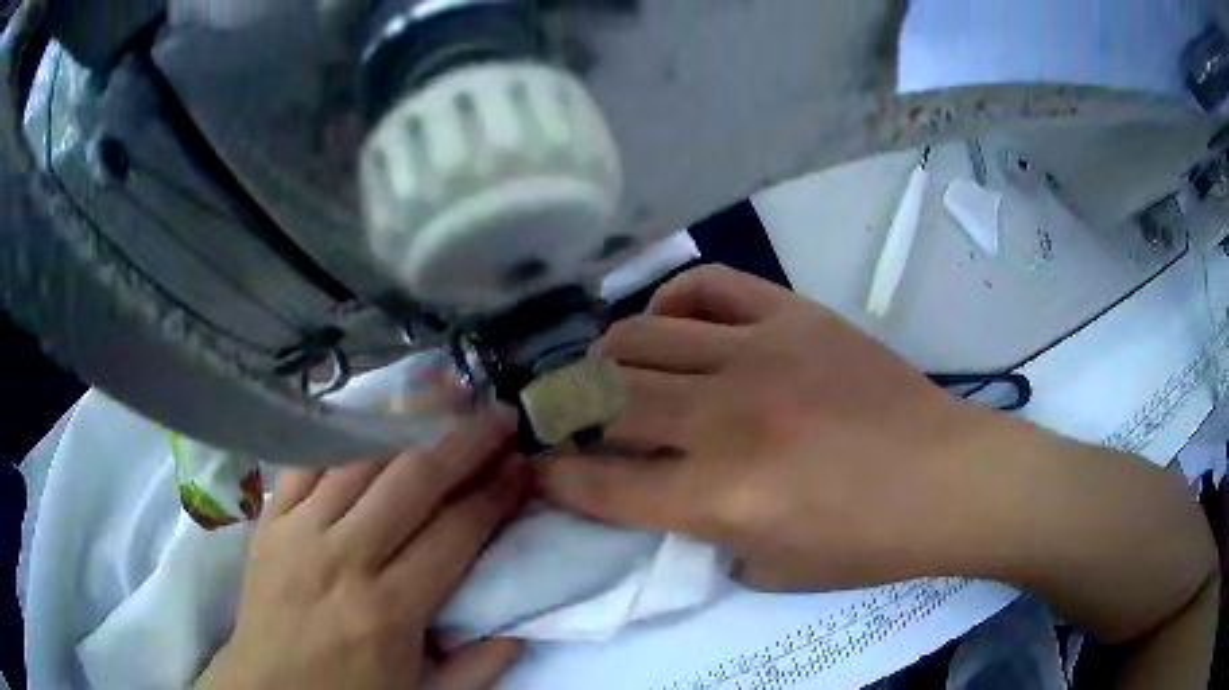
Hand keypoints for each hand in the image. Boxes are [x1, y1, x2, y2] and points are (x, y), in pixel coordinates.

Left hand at [196, 412, 526, 689]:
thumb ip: (478, 669)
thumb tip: (516, 628)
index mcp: (388, 611)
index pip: (454, 533)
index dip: (494, 494)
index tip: (522, 464)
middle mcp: (343, 560)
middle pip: (411, 482)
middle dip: (463, 442)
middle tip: (497, 416)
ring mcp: (297, 532)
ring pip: (358, 459)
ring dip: (407, 424)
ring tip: (444, 399)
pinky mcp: (269, 521)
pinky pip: (307, 462)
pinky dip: (341, 435)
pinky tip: (369, 417)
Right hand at [538, 266, 1001, 590]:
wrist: (946, 480)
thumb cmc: (865, 542)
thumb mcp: (767, 569)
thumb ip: (700, 532)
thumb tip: (661, 489)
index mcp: (719, 496)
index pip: (600, 482)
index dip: (552, 476)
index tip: (536, 468)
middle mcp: (726, 418)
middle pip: (604, 397)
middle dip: (565, 409)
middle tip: (568, 417)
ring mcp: (760, 354)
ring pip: (641, 335)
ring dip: (608, 358)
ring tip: (612, 373)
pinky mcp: (794, 316)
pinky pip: (707, 286)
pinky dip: (671, 300)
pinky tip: (670, 325)